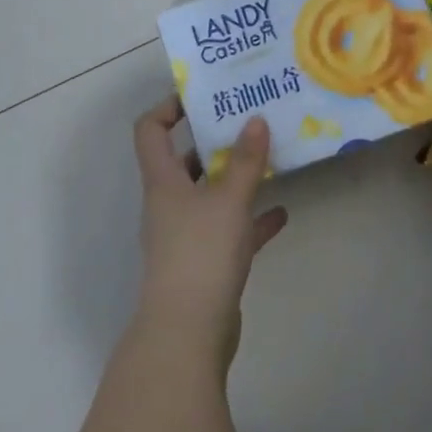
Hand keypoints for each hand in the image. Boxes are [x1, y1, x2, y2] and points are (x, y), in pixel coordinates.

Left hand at [132, 101, 287, 369]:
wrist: (187, 336)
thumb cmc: (201, 254)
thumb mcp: (229, 200)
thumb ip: (246, 160)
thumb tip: (256, 119)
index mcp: (163, 182)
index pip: (150, 130)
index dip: (169, 106)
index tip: (202, 95)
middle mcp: (169, 204)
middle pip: (183, 161)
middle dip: (212, 140)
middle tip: (246, 120)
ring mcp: (186, 236)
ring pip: (209, 195)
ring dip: (235, 178)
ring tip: (267, 157)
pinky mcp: (206, 264)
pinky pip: (230, 231)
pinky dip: (251, 220)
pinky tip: (281, 213)